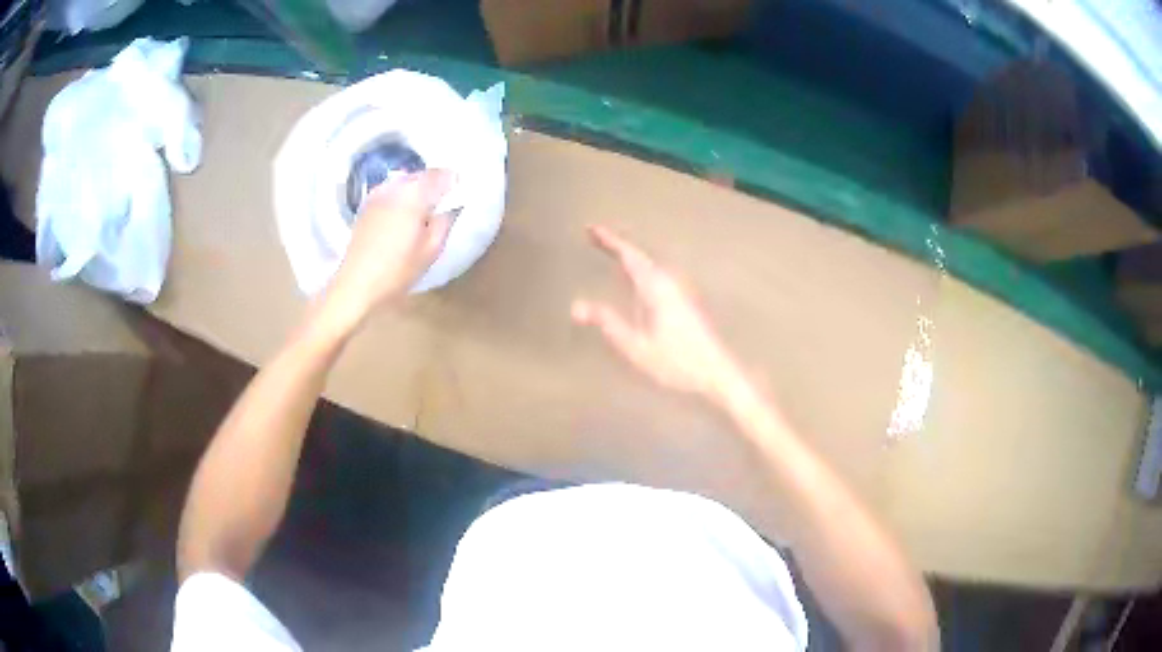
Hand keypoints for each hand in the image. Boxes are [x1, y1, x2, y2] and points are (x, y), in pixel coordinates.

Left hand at [322, 169, 453, 327]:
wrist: (356, 284)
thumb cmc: (397, 270)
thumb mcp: (431, 249)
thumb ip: (445, 221)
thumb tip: (452, 205)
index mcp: (414, 194)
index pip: (441, 174)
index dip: (454, 181)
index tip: (460, 194)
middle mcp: (395, 187)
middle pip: (422, 175)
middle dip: (435, 184)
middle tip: (443, 204)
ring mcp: (377, 194)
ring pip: (405, 181)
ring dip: (417, 189)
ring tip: (423, 210)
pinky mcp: (366, 205)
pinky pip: (391, 191)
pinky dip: (401, 196)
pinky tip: (402, 215)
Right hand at [572, 225, 742, 400]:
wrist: (716, 376)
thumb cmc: (676, 365)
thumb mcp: (636, 348)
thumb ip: (609, 324)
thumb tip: (577, 306)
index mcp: (656, 290)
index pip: (629, 257)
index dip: (609, 242)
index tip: (591, 229)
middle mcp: (668, 286)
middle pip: (640, 258)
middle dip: (618, 246)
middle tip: (595, 237)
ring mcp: (679, 295)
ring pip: (650, 267)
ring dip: (631, 257)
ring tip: (614, 253)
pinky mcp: (684, 306)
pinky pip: (657, 277)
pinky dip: (641, 270)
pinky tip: (640, 282)